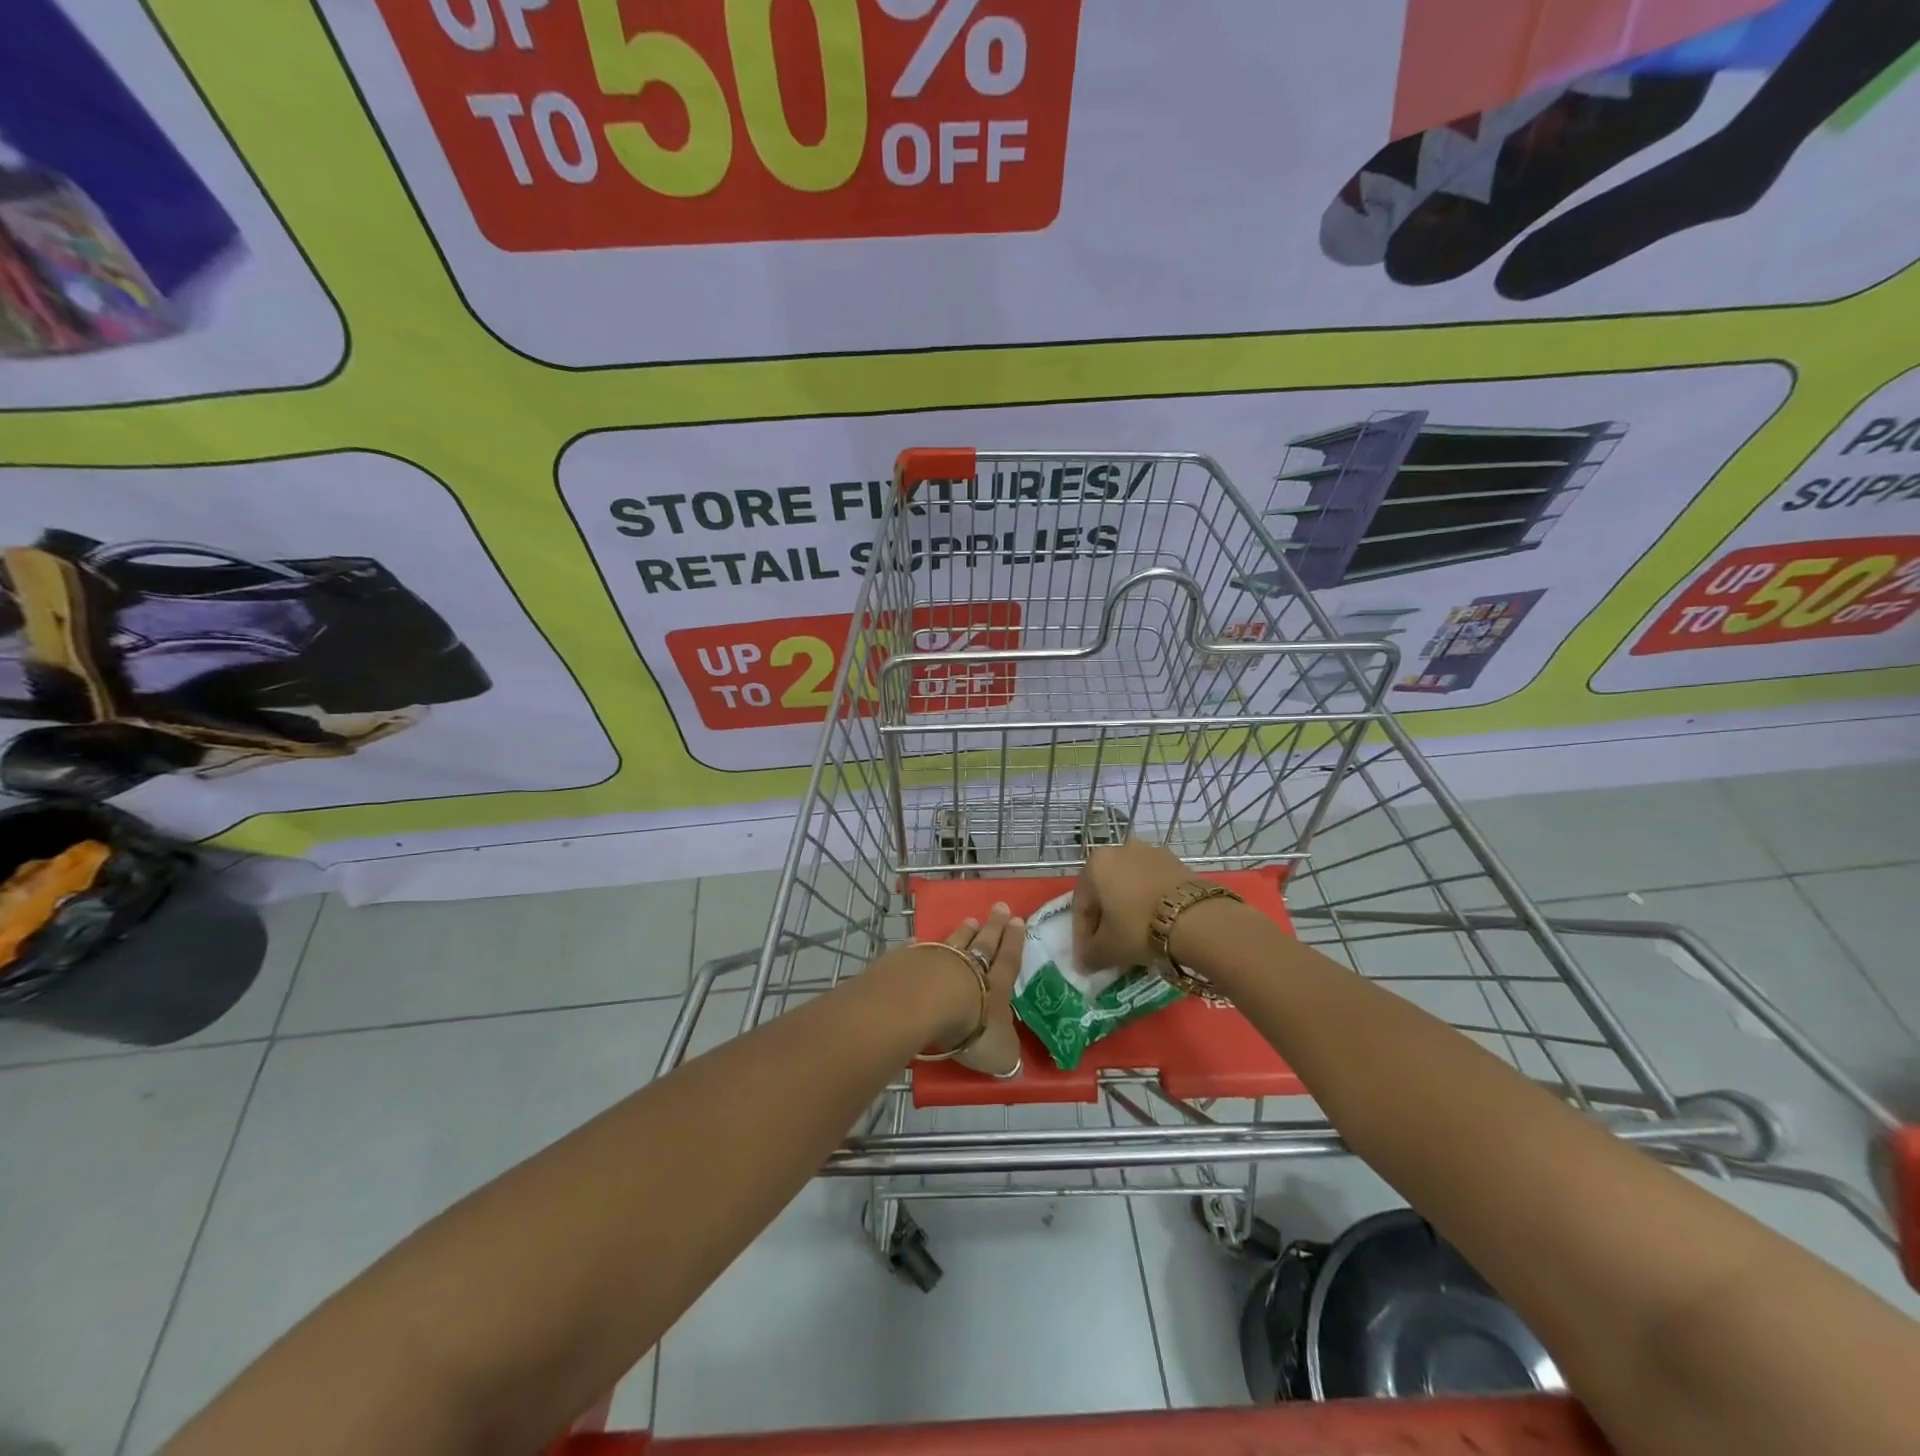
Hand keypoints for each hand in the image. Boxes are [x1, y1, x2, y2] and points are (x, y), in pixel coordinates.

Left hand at [876, 902, 1023, 1077]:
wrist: (926, 1005)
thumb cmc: (972, 1030)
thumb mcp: (1000, 1052)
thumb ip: (1006, 1054)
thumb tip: (1013, 1064)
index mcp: (995, 986)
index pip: (1009, 960)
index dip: (1014, 942)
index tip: (1018, 920)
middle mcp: (968, 966)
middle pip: (984, 943)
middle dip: (994, 927)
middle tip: (999, 907)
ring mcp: (938, 959)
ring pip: (954, 941)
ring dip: (963, 931)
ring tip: (970, 920)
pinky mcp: (909, 961)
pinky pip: (918, 950)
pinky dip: (921, 945)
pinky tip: (918, 940)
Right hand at [1073, 840, 1194, 970]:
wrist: (1197, 919)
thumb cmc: (1138, 928)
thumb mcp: (1107, 949)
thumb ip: (1089, 955)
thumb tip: (1084, 963)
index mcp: (1096, 863)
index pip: (1081, 904)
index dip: (1082, 935)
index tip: (1088, 958)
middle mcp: (1120, 849)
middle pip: (1106, 892)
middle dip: (1106, 920)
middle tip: (1110, 948)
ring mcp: (1151, 853)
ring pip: (1130, 887)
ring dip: (1128, 911)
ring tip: (1135, 939)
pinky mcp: (1178, 862)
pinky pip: (1153, 886)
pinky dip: (1149, 905)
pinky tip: (1156, 927)